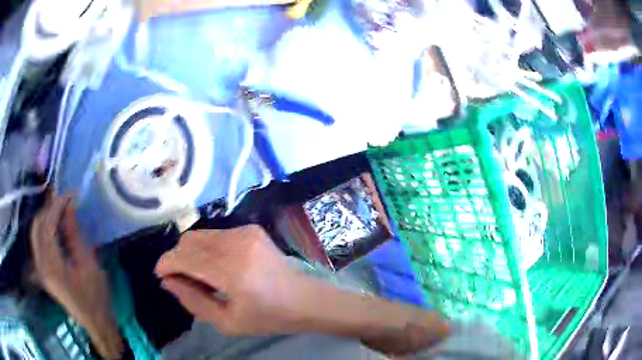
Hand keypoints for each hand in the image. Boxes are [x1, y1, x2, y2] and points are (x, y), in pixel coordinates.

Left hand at [31, 195, 122, 358]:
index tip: (71, 194)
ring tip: (60, 209)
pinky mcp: (42, 271)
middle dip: (49, 209)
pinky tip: (55, 226)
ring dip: (46, 217)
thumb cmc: (96, 297)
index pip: (48, 226)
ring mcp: (40, 269)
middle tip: (65, 200)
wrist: (95, 323)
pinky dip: (44, 229)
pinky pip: (38, 241)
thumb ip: (74, 236)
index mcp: (53, 267)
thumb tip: (69, 207)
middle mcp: (41, 266)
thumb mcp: (88, 266)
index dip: (57, 206)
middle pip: (37, 226)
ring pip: (35, 232)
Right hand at [156, 225, 303, 335]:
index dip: (167, 263)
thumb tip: (167, 281)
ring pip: (200, 235)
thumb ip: (192, 301)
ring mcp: (245, 232)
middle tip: (183, 280)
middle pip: (189, 240)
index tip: (161, 274)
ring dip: (192, 252)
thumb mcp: (226, 322)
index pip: (185, 257)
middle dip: (178, 258)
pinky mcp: (251, 229)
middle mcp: (236, 243)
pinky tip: (219, 266)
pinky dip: (208, 248)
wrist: (303, 299)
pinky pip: (216, 234)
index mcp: (231, 270)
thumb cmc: (267, 317)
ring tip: (203, 275)